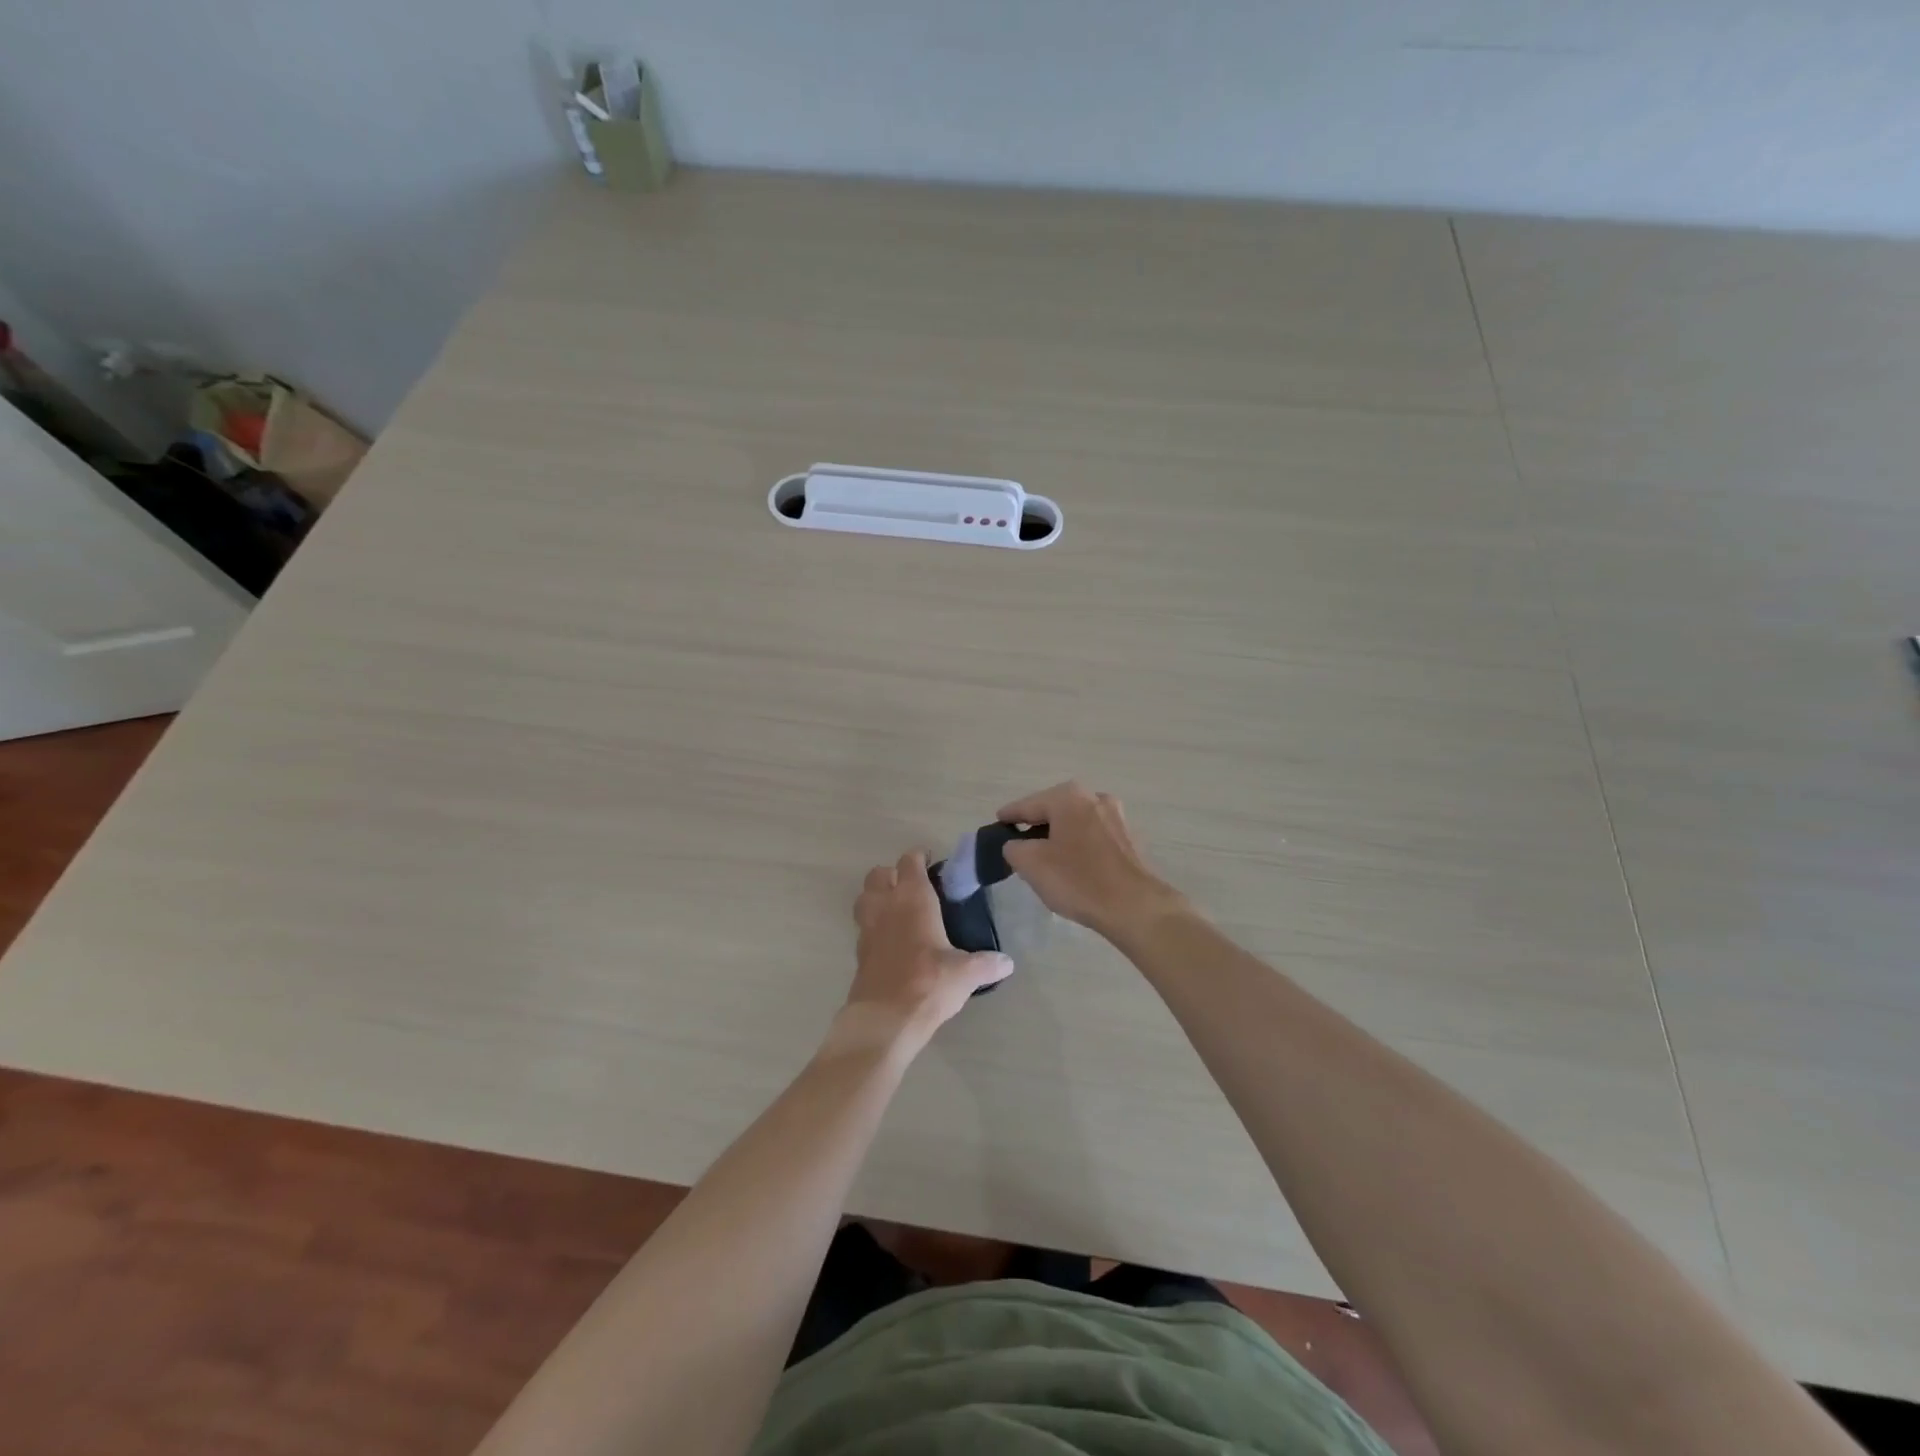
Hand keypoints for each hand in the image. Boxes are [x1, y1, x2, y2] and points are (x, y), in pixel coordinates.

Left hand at [840, 850, 1012, 1051]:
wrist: (885, 1019)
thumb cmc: (928, 983)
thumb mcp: (966, 973)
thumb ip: (987, 963)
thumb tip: (1007, 963)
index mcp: (913, 899)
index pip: (909, 862)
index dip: (919, 858)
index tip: (932, 863)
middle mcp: (885, 906)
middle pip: (878, 874)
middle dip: (893, 874)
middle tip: (913, 887)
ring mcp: (867, 929)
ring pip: (864, 897)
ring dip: (877, 897)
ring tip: (898, 910)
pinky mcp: (859, 953)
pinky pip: (864, 926)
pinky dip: (874, 925)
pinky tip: (892, 941)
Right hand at [997, 782, 1182, 941]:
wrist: (1135, 906)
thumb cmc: (1078, 880)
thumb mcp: (1031, 864)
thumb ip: (1013, 848)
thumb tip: (1016, 844)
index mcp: (1068, 797)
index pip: (1027, 805)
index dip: (1009, 816)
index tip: (997, 823)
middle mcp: (1094, 797)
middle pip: (1054, 810)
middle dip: (1037, 825)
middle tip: (1019, 844)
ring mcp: (1117, 817)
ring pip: (1076, 822)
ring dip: (1060, 835)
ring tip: (1047, 857)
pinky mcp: (1131, 839)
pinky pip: (1095, 837)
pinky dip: (1080, 845)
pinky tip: (1075, 865)